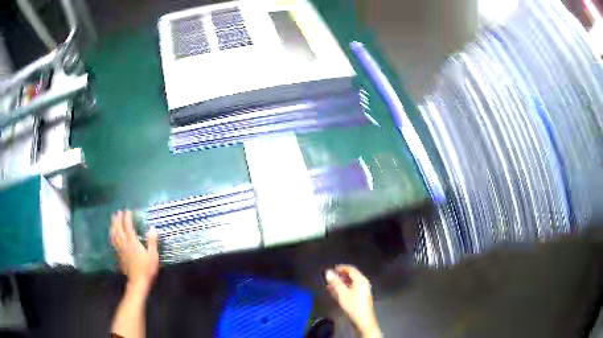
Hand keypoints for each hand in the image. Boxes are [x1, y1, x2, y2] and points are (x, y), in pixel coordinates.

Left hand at [111, 210, 158, 290]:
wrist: (138, 282)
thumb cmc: (147, 269)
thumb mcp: (153, 255)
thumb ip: (152, 241)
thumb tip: (152, 228)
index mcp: (133, 242)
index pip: (128, 226)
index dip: (127, 217)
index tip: (128, 210)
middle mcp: (124, 244)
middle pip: (118, 229)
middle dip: (118, 219)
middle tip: (118, 212)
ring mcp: (120, 250)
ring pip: (114, 235)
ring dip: (113, 226)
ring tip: (112, 220)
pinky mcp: (119, 255)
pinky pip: (113, 242)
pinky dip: (112, 235)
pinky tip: (112, 234)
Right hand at [326, 265, 380, 337]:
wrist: (363, 320)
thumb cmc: (353, 305)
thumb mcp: (342, 293)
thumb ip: (335, 282)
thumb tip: (328, 272)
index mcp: (361, 280)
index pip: (351, 269)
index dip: (341, 268)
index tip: (331, 269)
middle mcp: (363, 283)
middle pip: (351, 276)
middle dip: (339, 276)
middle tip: (329, 278)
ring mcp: (362, 291)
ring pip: (350, 283)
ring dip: (340, 283)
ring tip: (329, 285)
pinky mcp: (360, 297)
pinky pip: (351, 289)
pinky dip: (343, 289)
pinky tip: (334, 292)